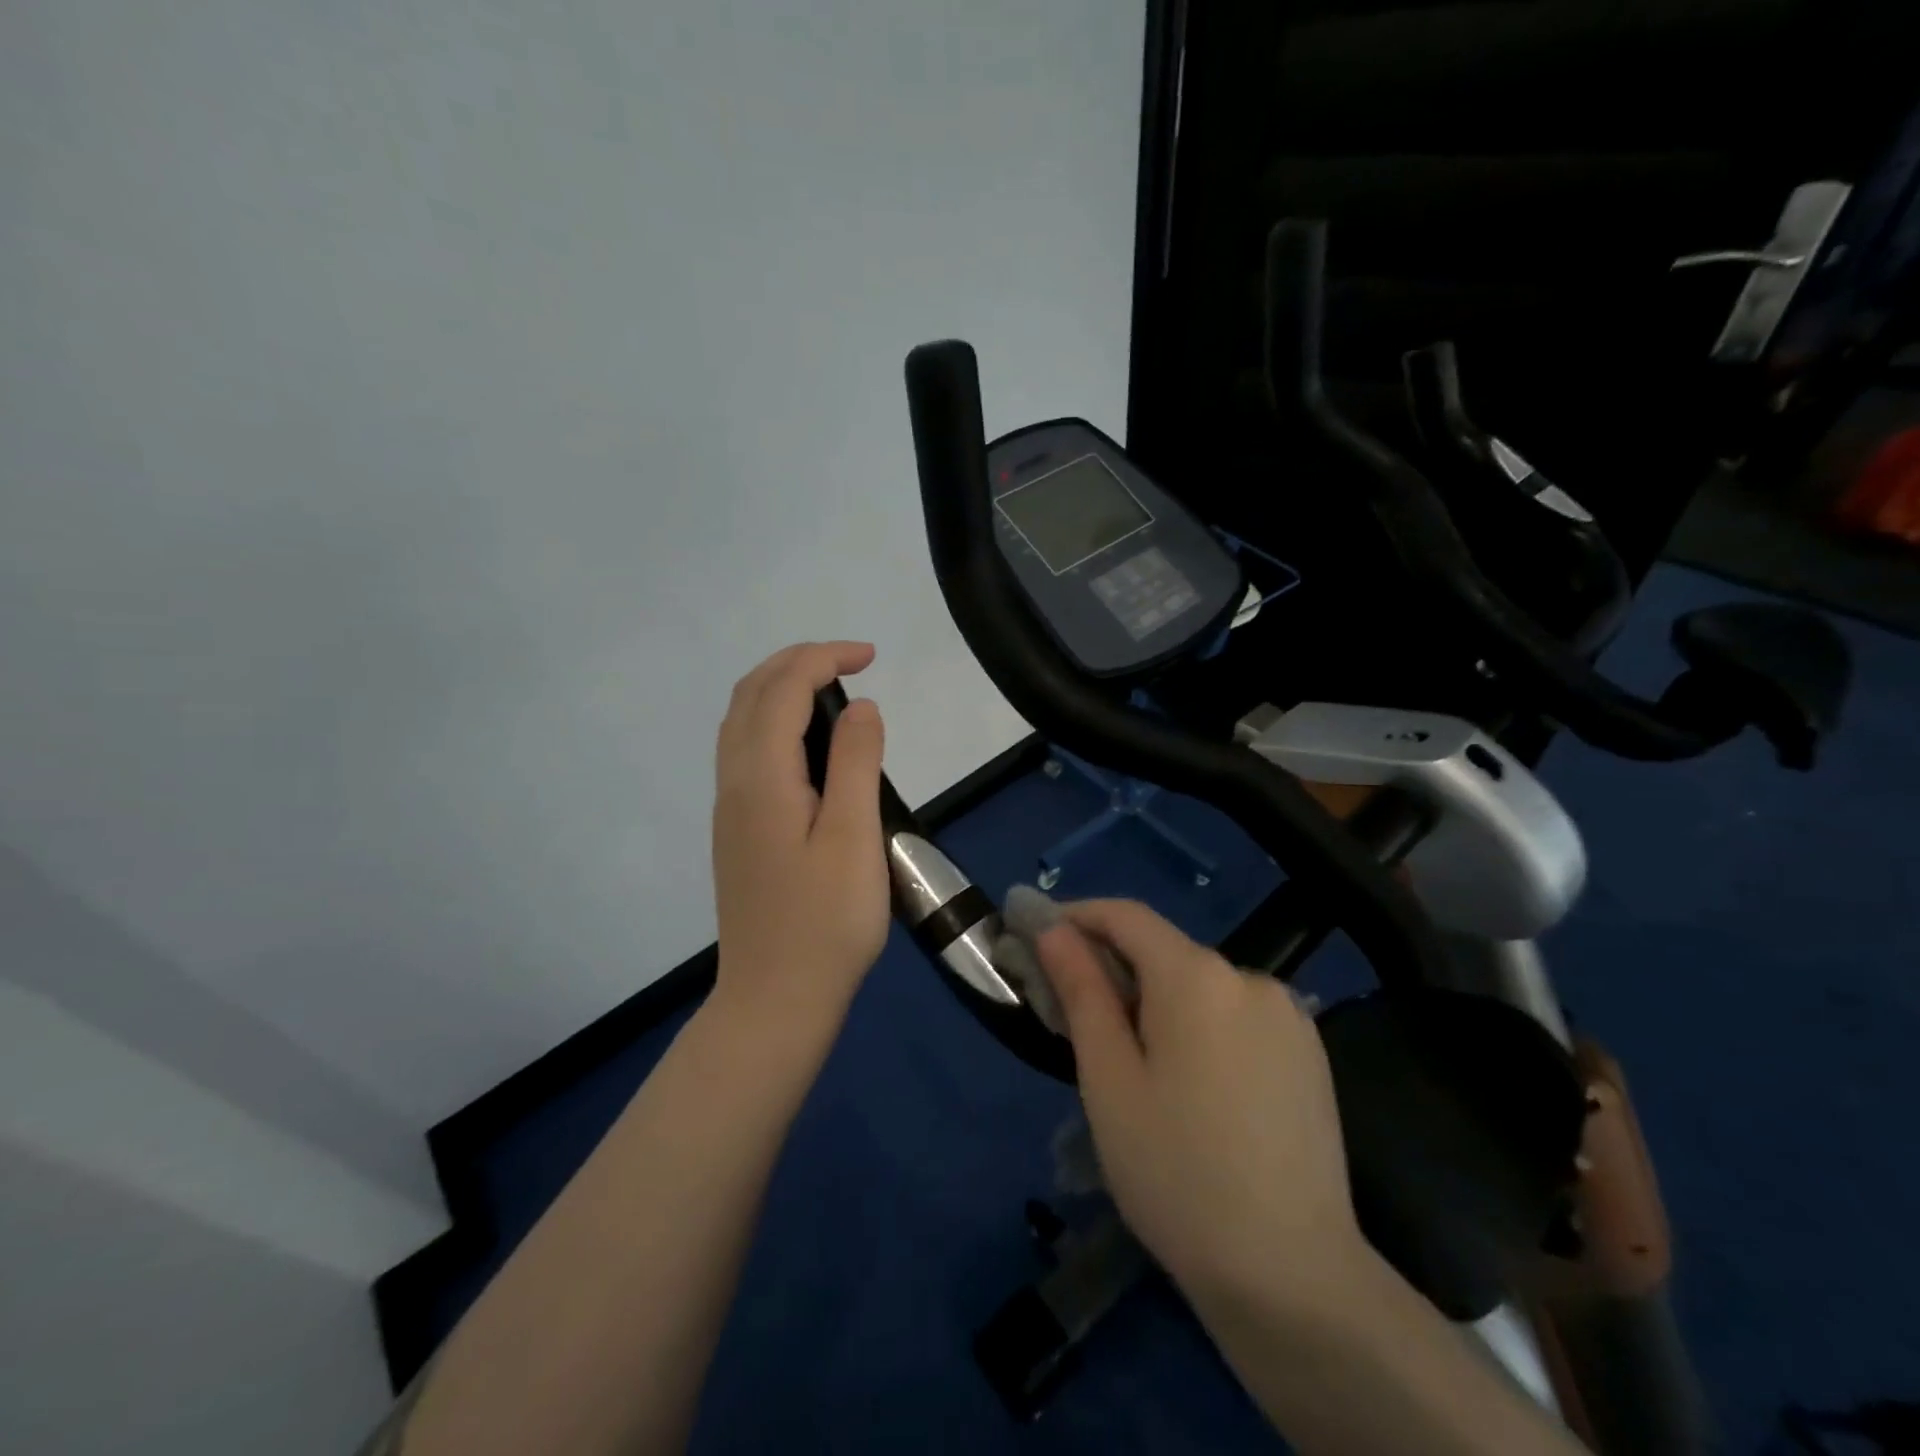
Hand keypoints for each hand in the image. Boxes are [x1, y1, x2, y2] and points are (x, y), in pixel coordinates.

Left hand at [710, 642, 889, 1037]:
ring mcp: (729, 808)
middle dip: (797, 661)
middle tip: (851, 661)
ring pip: (740, 721)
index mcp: (762, 778)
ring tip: (831, 689)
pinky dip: (772, 720)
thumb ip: (856, 762)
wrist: (775, 999)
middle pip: (750, 694)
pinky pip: (744, 750)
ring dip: (780, 687)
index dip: (824, 658)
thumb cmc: (826, 922)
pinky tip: (806, 744)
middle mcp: (734, 782)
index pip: (783, 689)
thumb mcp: (854, 837)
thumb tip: (860, 705)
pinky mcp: (737, 830)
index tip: (872, 656)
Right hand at [1036, 900, 1368, 1309]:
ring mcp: (1288, 1015)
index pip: (1127, 916)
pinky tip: (1190, 1081)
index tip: (1041, 938)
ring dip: (1157, 999)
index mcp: (1197, 976)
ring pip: (1201, 984)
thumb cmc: (1176, 1173)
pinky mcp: (1309, 1052)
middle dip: (1115, 968)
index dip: (1079, 916)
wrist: (1292, 1277)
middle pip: (1165, 951)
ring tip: (1131, 1059)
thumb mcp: (1109, 1080)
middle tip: (1073, 1015)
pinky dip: (1199, 1023)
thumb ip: (1081, 991)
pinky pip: (1236, 1014)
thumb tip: (1055, 931)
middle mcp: (1249, 977)